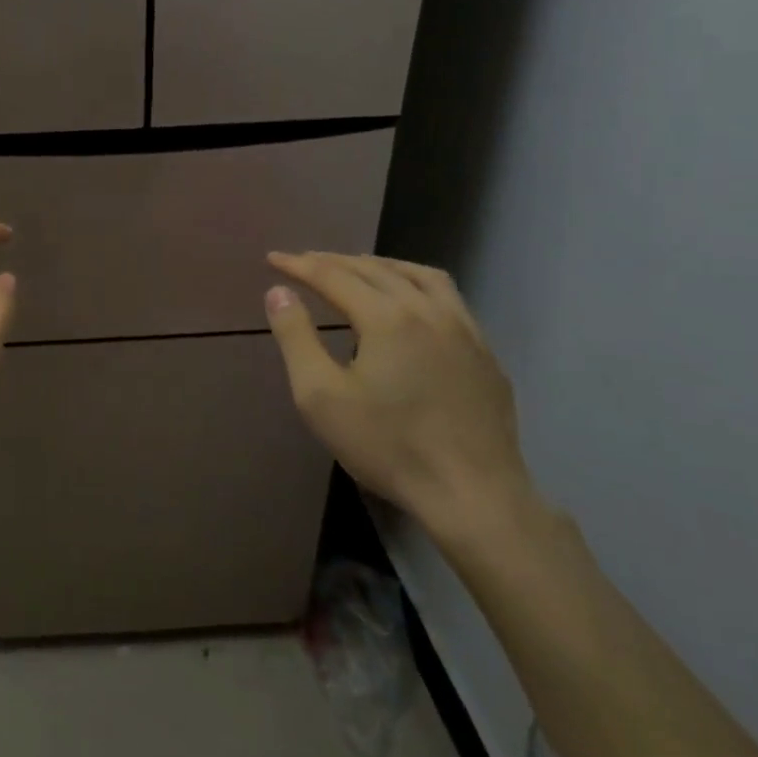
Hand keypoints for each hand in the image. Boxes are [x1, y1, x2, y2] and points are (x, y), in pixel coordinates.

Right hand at [264, 252, 536, 545]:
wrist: (474, 497)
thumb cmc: (388, 446)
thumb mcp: (321, 397)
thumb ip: (295, 338)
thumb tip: (278, 292)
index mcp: (387, 317)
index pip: (333, 276)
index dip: (299, 265)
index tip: (272, 259)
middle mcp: (428, 310)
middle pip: (374, 269)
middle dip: (333, 261)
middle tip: (304, 262)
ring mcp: (464, 330)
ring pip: (419, 275)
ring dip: (380, 265)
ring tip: (356, 269)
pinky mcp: (485, 353)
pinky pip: (447, 298)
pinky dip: (416, 285)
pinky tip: (410, 305)